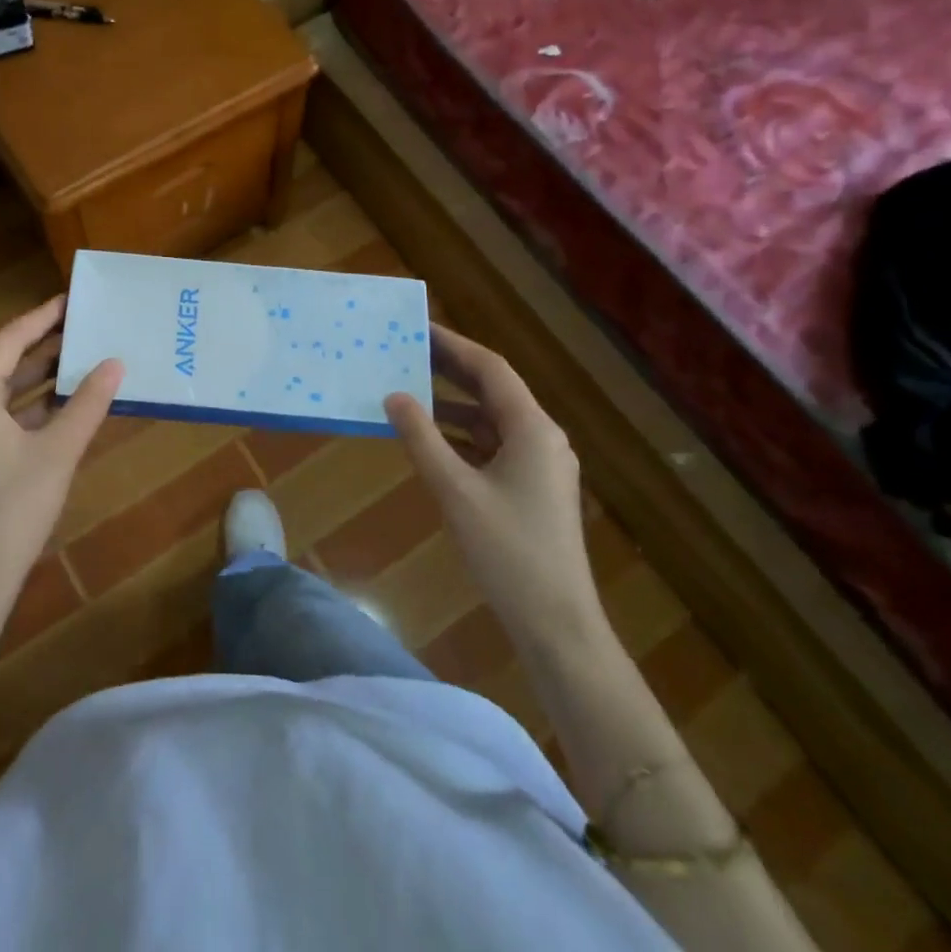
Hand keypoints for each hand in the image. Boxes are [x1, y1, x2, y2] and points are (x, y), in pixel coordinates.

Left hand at [0, 296, 122, 675]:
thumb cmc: (13, 509)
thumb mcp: (58, 451)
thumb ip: (88, 402)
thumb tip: (116, 363)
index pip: (8, 340)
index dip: (42, 318)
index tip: (71, 300)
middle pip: (0, 363)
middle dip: (42, 348)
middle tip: (83, 329)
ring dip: (34, 380)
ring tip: (78, 361)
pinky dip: (23, 409)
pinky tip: (58, 406)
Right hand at [384, 323, 600, 649]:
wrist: (557, 624)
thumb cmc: (507, 551)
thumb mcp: (455, 491)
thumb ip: (422, 438)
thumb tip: (394, 396)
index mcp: (532, 429)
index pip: (490, 369)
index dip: (453, 344)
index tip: (418, 327)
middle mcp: (541, 437)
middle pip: (493, 390)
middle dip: (451, 370)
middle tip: (408, 352)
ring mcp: (540, 465)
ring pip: (492, 419)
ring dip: (454, 405)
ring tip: (410, 391)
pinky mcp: (533, 489)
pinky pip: (494, 445)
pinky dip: (462, 436)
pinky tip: (431, 439)